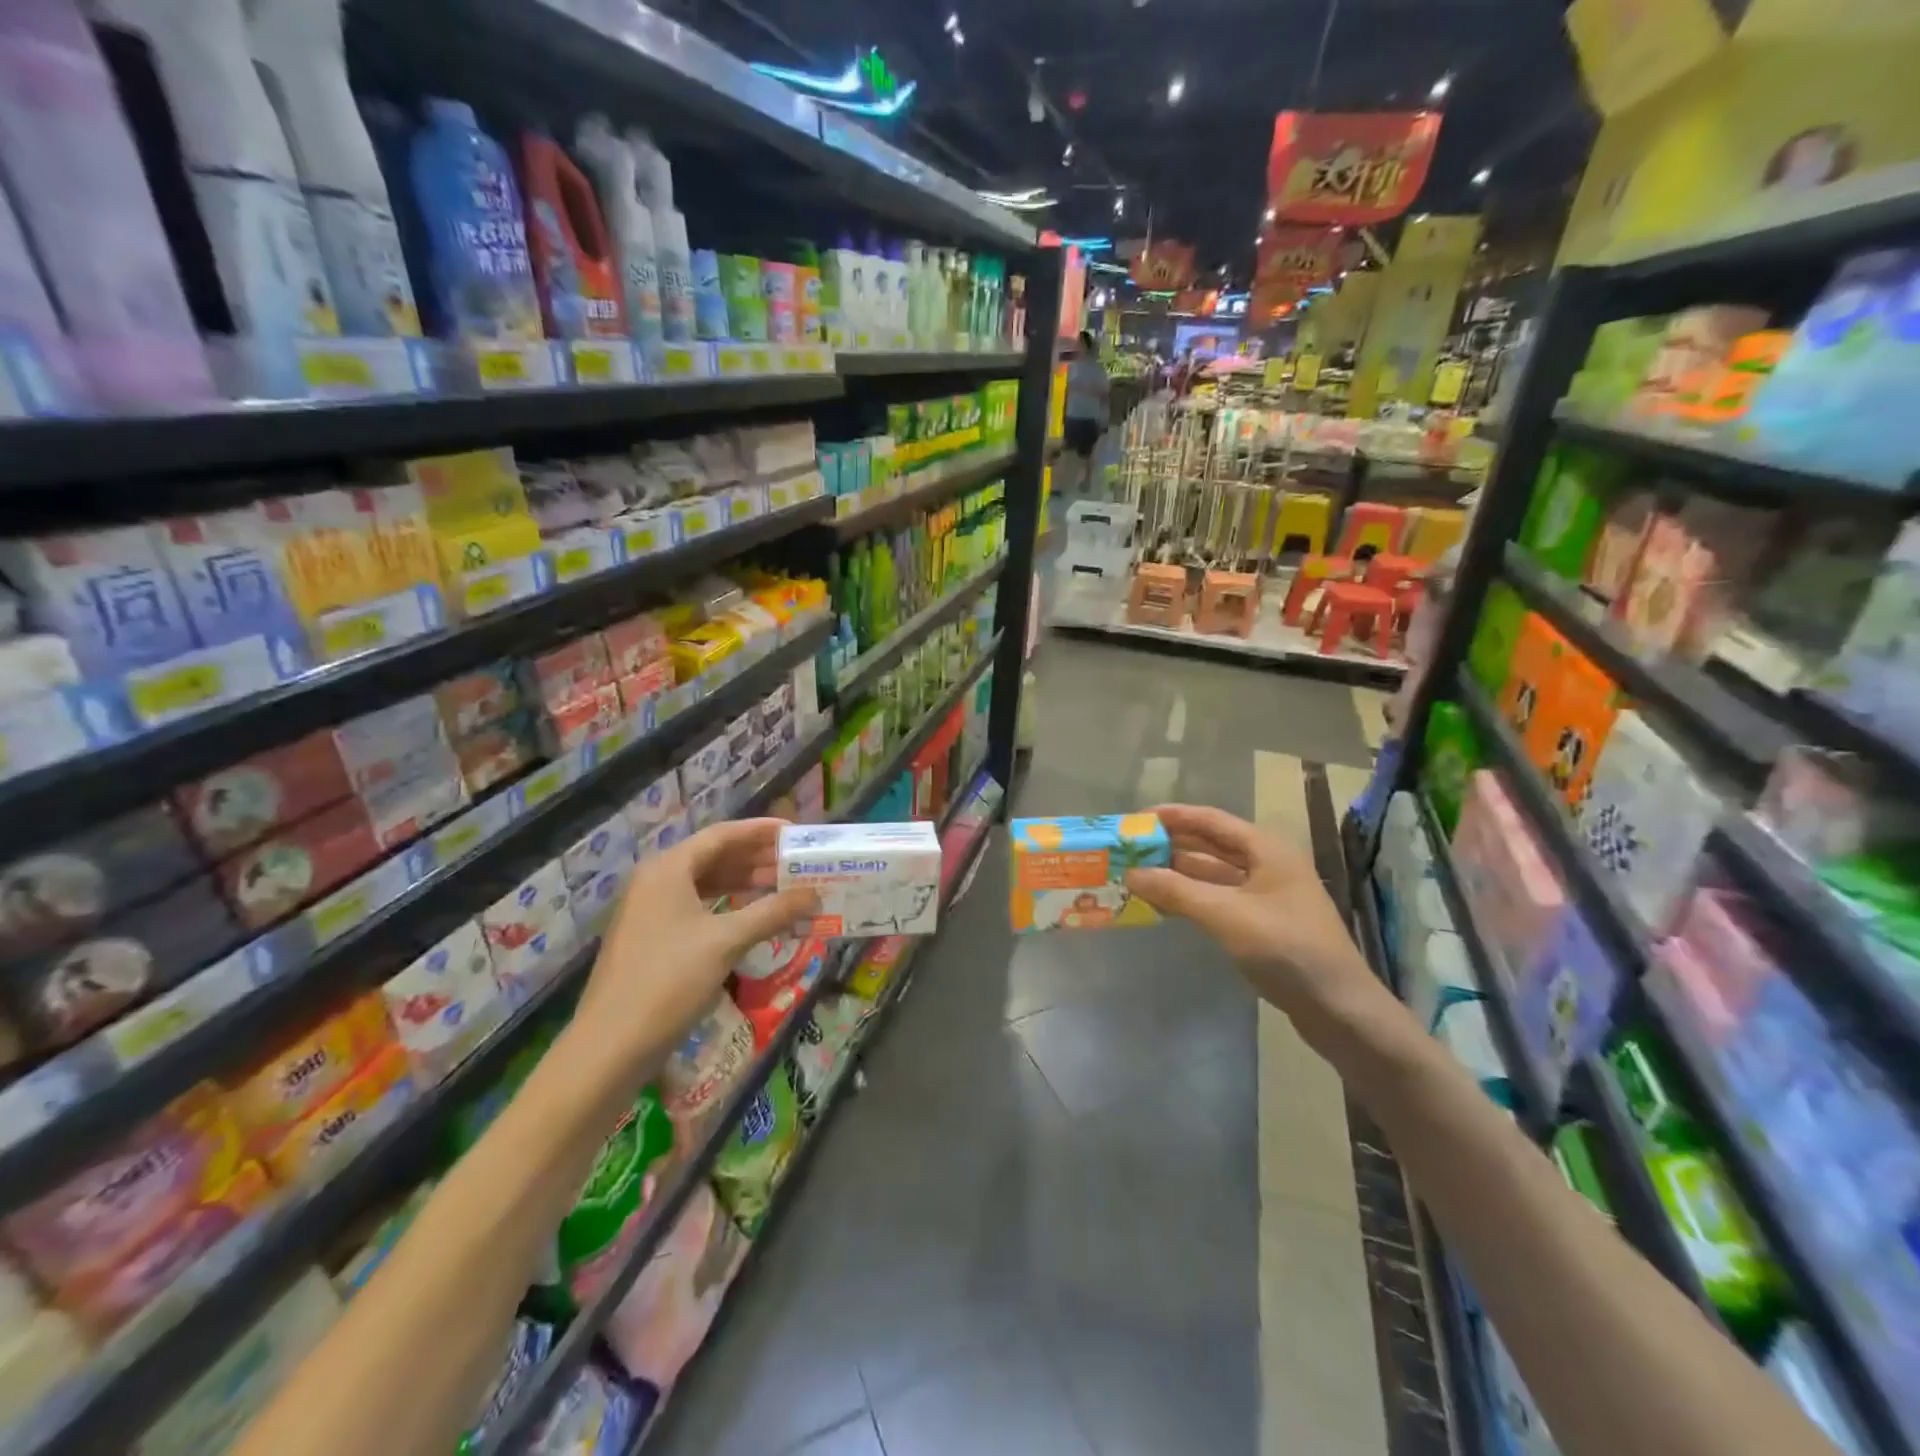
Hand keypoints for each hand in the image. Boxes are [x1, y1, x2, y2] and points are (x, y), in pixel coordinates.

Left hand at [576, 818, 817, 1074]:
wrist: (611, 1046)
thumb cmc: (669, 981)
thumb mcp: (727, 941)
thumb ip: (773, 912)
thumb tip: (814, 895)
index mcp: (668, 869)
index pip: (722, 835)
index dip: (760, 831)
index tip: (795, 832)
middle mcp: (656, 881)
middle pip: (713, 857)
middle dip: (756, 859)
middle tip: (796, 863)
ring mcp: (650, 911)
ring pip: (705, 884)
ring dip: (744, 884)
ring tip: (783, 887)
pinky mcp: (652, 939)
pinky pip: (697, 908)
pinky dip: (727, 907)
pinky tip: (752, 918)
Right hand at [1124, 804, 1378, 1026]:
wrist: (1339, 1007)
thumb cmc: (1286, 948)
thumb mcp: (1226, 915)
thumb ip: (1176, 891)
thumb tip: (1131, 873)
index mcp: (1267, 849)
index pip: (1211, 820)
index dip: (1173, 816)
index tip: (1136, 819)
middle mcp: (1267, 864)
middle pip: (1211, 845)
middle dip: (1171, 845)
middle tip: (1131, 849)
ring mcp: (1267, 895)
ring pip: (1213, 874)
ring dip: (1178, 874)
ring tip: (1138, 875)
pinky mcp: (1263, 922)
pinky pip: (1219, 899)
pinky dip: (1191, 898)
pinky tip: (1164, 905)